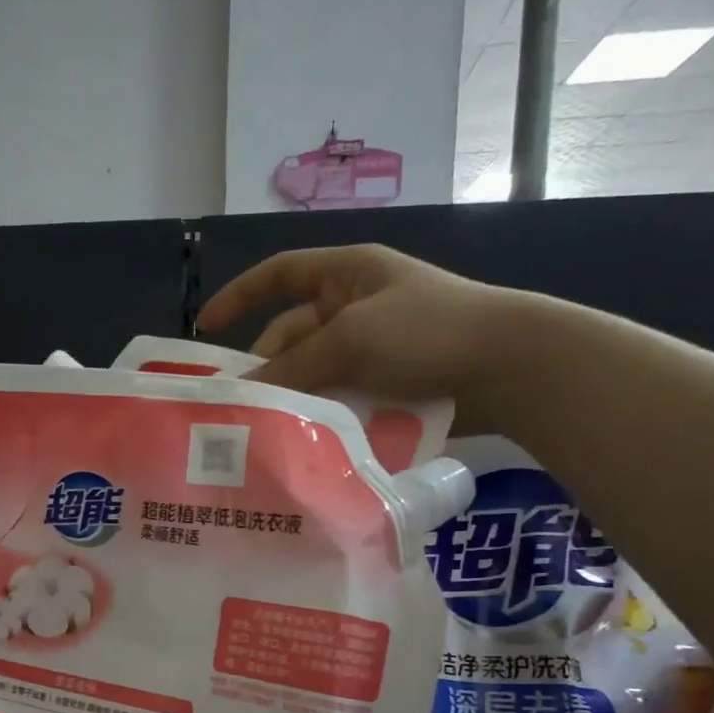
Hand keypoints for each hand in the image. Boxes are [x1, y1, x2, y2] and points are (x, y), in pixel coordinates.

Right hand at [195, 244, 549, 432]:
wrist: (507, 366)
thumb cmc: (425, 330)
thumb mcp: (351, 339)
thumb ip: (293, 364)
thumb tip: (244, 391)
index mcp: (346, 274)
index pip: (280, 274)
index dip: (240, 296)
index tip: (205, 328)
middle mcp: (353, 307)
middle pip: (292, 335)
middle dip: (268, 366)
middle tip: (240, 407)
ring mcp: (371, 348)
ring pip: (313, 372)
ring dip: (294, 397)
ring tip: (267, 429)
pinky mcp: (385, 385)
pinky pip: (339, 397)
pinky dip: (321, 414)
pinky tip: (304, 438)